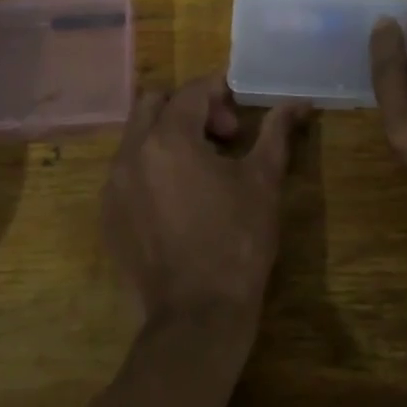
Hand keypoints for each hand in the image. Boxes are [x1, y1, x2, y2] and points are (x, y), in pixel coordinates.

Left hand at [101, 75, 307, 330]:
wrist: (197, 316)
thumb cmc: (237, 242)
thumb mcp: (263, 181)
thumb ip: (276, 132)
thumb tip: (298, 103)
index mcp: (168, 138)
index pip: (192, 91)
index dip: (221, 92)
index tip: (242, 113)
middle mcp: (131, 153)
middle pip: (154, 104)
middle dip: (188, 108)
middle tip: (222, 137)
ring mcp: (113, 186)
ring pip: (137, 137)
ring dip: (168, 137)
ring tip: (203, 170)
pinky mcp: (108, 215)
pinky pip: (127, 172)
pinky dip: (151, 168)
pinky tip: (180, 200)